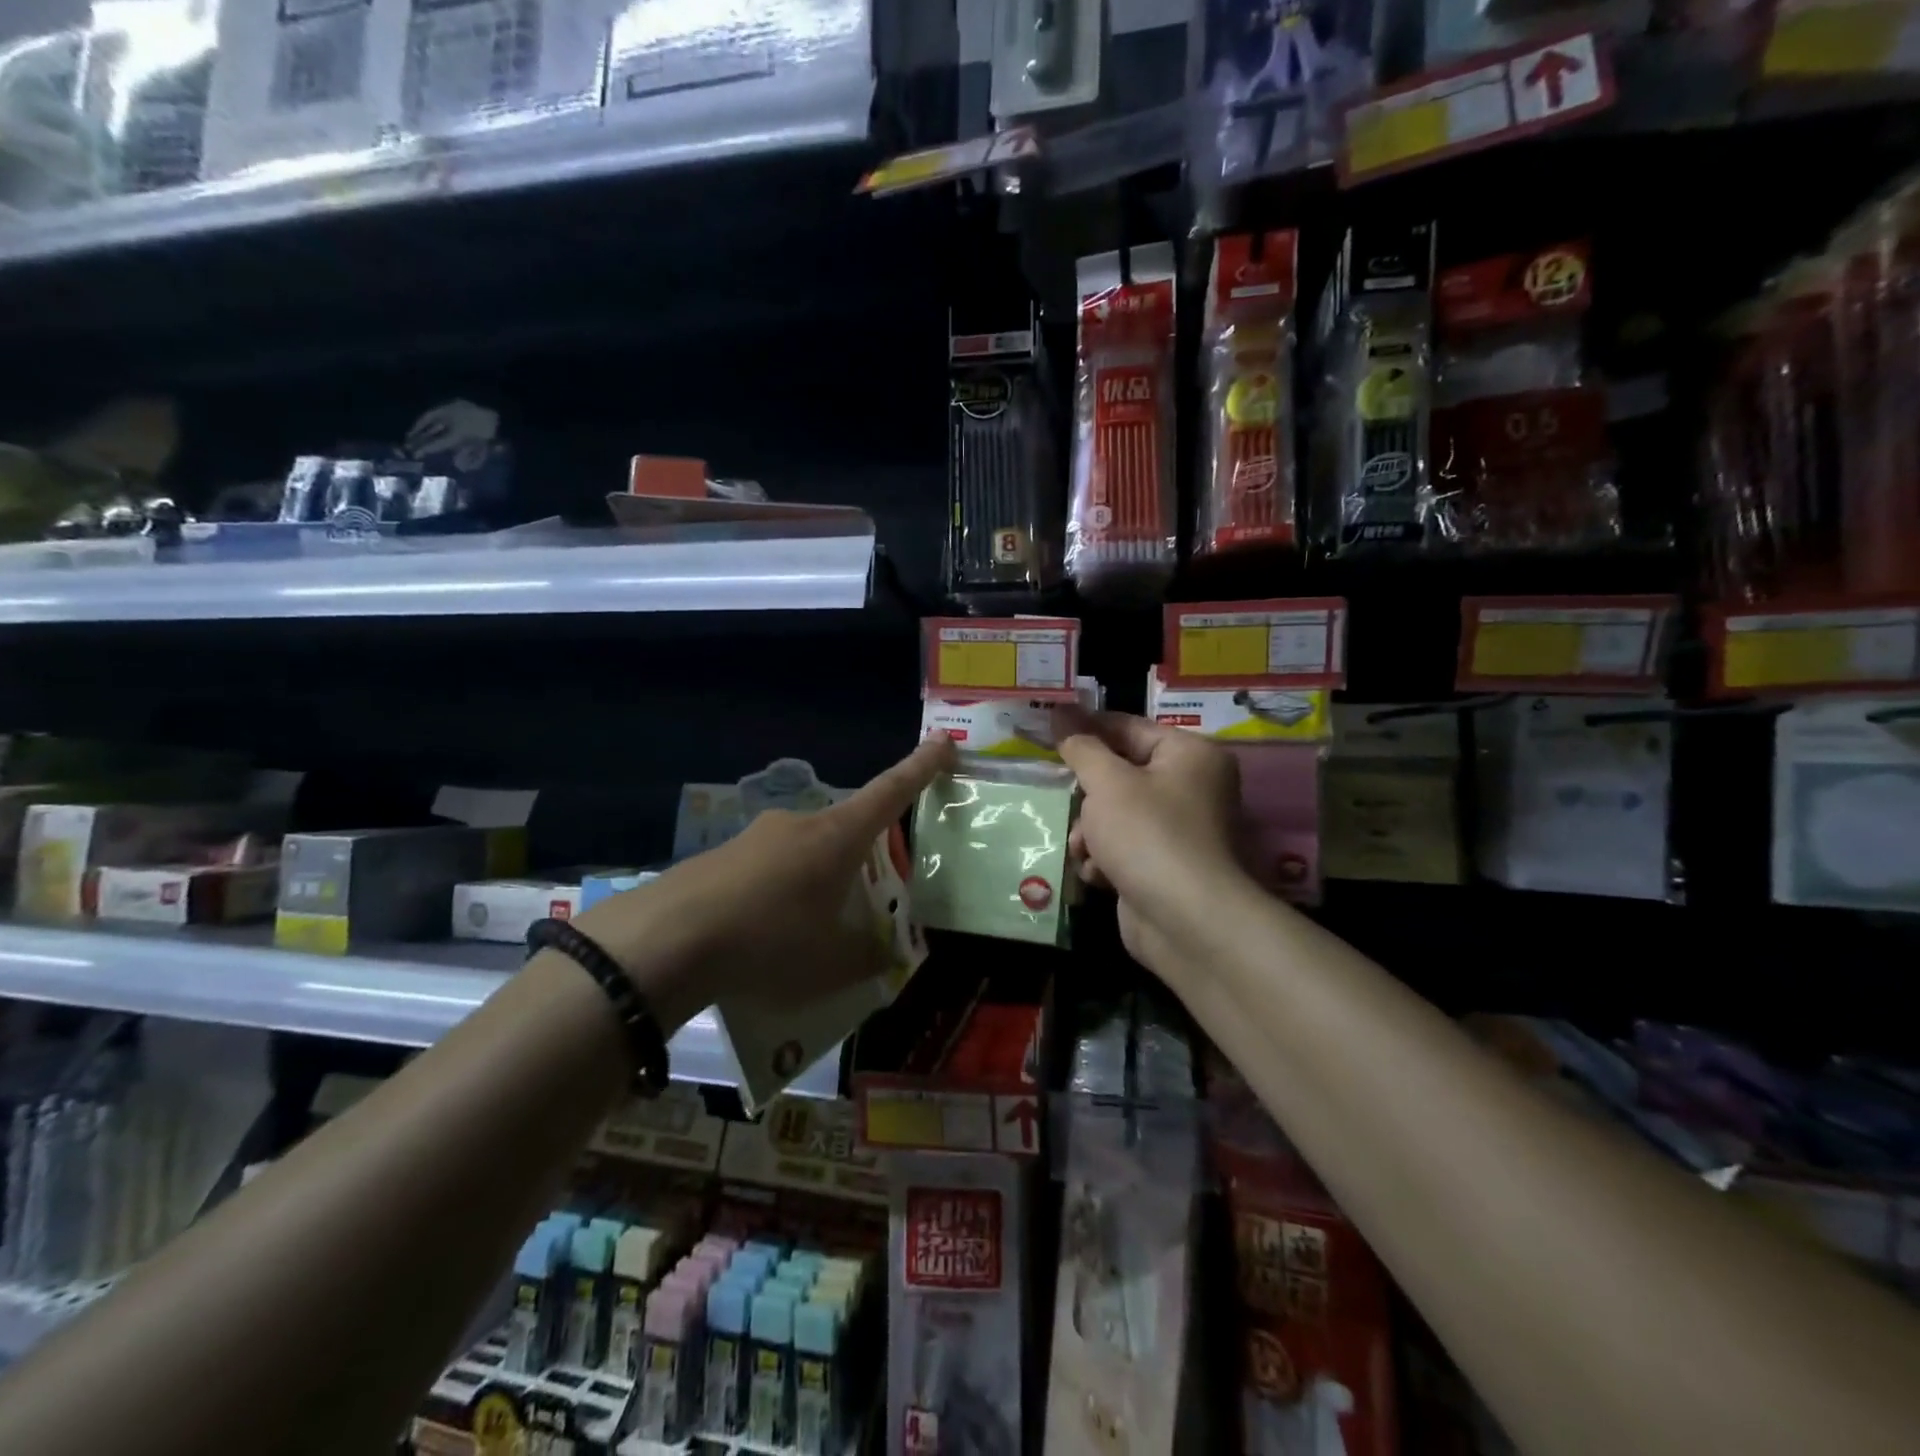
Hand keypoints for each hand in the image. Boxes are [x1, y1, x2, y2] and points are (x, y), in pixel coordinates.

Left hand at [573, 737, 955, 1029]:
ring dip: (815, 886)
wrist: (665, 941)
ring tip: (805, 941)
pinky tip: (761, 941)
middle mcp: (800, 824)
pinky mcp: (720, 857)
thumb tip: (886, 954)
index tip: (944, 741)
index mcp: (838, 837)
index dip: (921, 767)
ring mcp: (756, 836)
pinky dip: (777, 899)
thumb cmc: (770, 942)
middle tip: (861, 909)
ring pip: (804, 855)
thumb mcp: (832, 963)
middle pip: (845, 830)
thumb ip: (869, 957)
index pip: (891, 791)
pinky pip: (766, 873)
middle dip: (860, 862)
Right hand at [1054, 709, 1251, 975]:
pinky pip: (1125, 847)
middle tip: (1063, 796)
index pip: (1128, 727)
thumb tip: (1059, 711)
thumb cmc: (1148, 835)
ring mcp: (1180, 830)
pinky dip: (1106, 857)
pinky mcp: (1165, 866)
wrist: (1186, 922)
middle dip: (1088, 794)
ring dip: (1092, 831)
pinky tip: (1096, 873)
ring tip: (1084, 848)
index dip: (1085, 728)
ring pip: (1117, 814)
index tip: (1045, 728)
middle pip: (1121, 774)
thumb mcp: (1107, 783)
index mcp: (1189, 754)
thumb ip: (1081, 747)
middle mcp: (1192, 787)